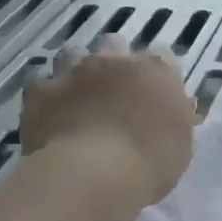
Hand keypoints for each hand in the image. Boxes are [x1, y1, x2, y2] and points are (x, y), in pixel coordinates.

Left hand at [19, 40, 194, 207]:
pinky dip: (46, 95)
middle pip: (115, 45)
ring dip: (77, 72)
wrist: (91, 175)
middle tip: (114, 93)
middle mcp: (115, 60)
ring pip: (74, 55)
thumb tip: (174, 107)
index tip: (154, 95)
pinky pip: (41, 83)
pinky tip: (50, 113)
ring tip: (78, 99)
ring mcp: (74, 71)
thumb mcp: (181, 145)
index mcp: (157, 70)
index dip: (156, 75)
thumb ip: (176, 118)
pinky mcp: (40, 90)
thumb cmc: (149, 163)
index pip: (162, 56)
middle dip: (114, 63)